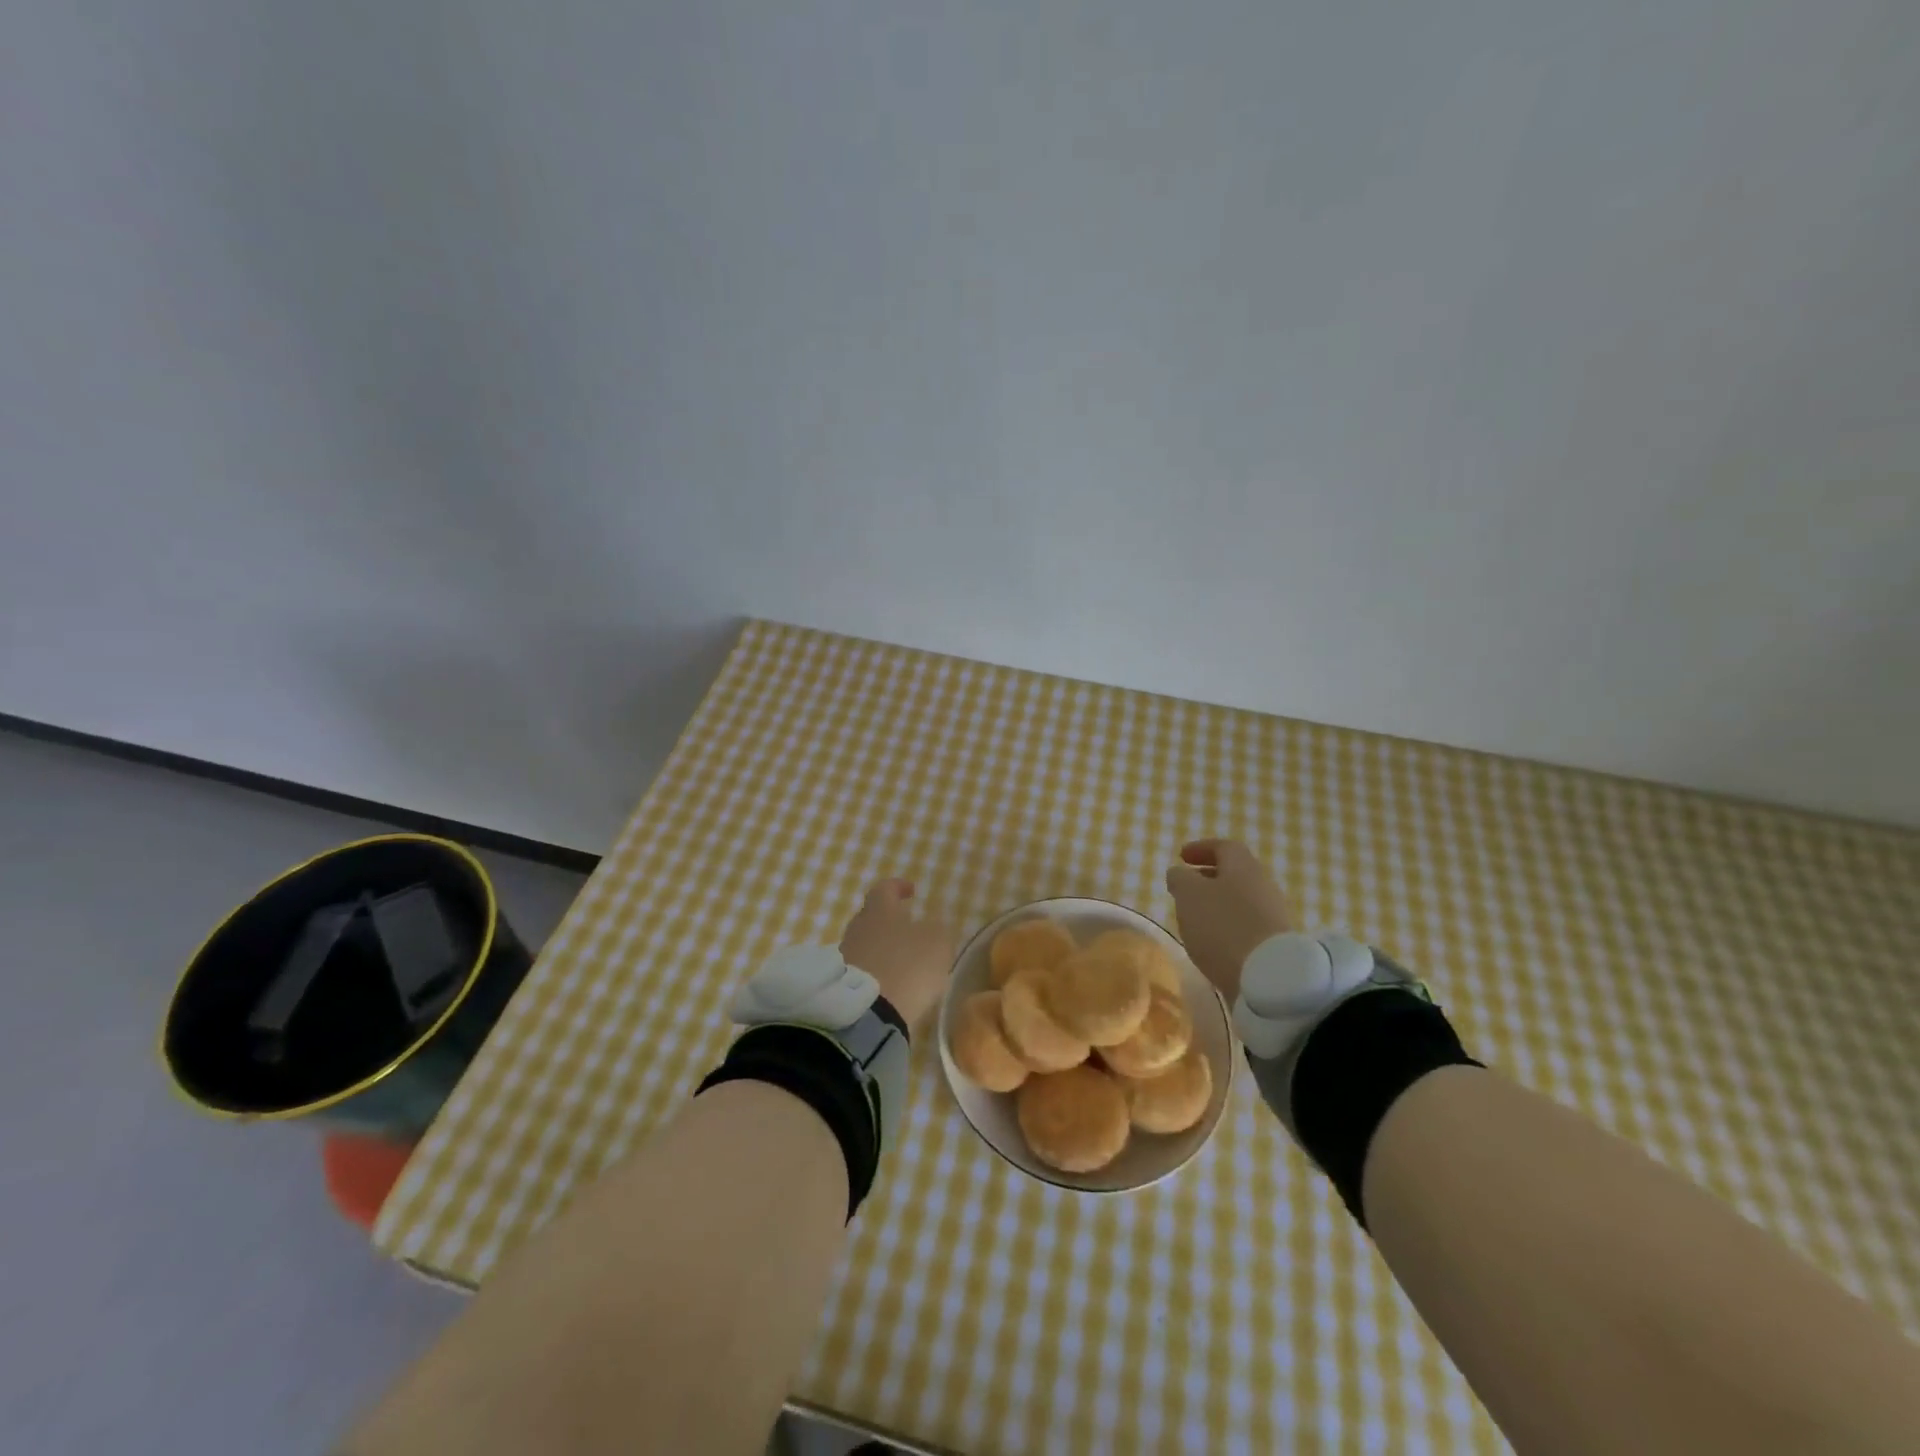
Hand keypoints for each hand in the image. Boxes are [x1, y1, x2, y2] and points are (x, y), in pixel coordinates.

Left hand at [839, 878, 954, 1030]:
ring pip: (867, 944)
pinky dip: (876, 972)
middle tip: (909, 929)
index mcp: (879, 910)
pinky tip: (891, 984)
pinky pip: (862, 970)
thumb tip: (931, 928)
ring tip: (903, 963)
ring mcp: (845, 956)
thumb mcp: (937, 944)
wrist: (867, 1013)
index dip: (899, 887)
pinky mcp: (841, 984)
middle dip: (890, 921)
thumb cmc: (907, 965)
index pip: (885, 888)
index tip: (912, 891)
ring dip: (883, 950)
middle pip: (872, 917)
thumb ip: (937, 931)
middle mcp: (858, 927)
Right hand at [1164, 839, 1293, 1002]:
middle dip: (1209, 877)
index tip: (1181, 856)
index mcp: (1243, 866)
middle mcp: (1263, 885)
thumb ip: (1180, 878)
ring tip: (1195, 917)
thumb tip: (1180, 873)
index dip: (1201, 848)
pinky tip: (1213, 941)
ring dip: (1218, 904)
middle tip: (1186, 887)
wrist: (1268, 976)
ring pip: (1241, 900)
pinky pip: (1247, 925)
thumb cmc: (1222, 925)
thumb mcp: (1188, 894)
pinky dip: (1228, 926)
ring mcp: (1273, 915)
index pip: (1224, 847)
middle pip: (1235, 873)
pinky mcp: (1275, 943)